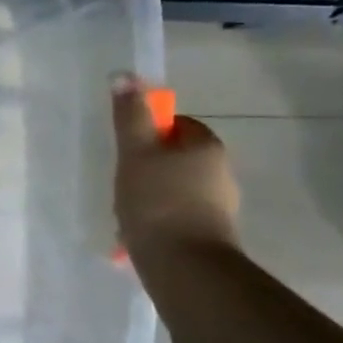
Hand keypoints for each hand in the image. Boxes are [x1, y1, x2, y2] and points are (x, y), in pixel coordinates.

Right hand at [113, 75, 239, 263]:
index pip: (178, 125)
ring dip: (148, 197)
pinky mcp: (209, 235)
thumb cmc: (157, 201)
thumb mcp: (135, 154)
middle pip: (175, 159)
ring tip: (125, 215)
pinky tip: (136, 236)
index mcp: (207, 147)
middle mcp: (221, 173)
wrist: (184, 266)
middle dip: (146, 169)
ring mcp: (218, 207)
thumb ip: (130, 116)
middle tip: (121, 183)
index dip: (149, 132)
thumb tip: (124, 76)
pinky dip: (156, 221)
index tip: (127, 150)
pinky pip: (176, 217)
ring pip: (174, 190)